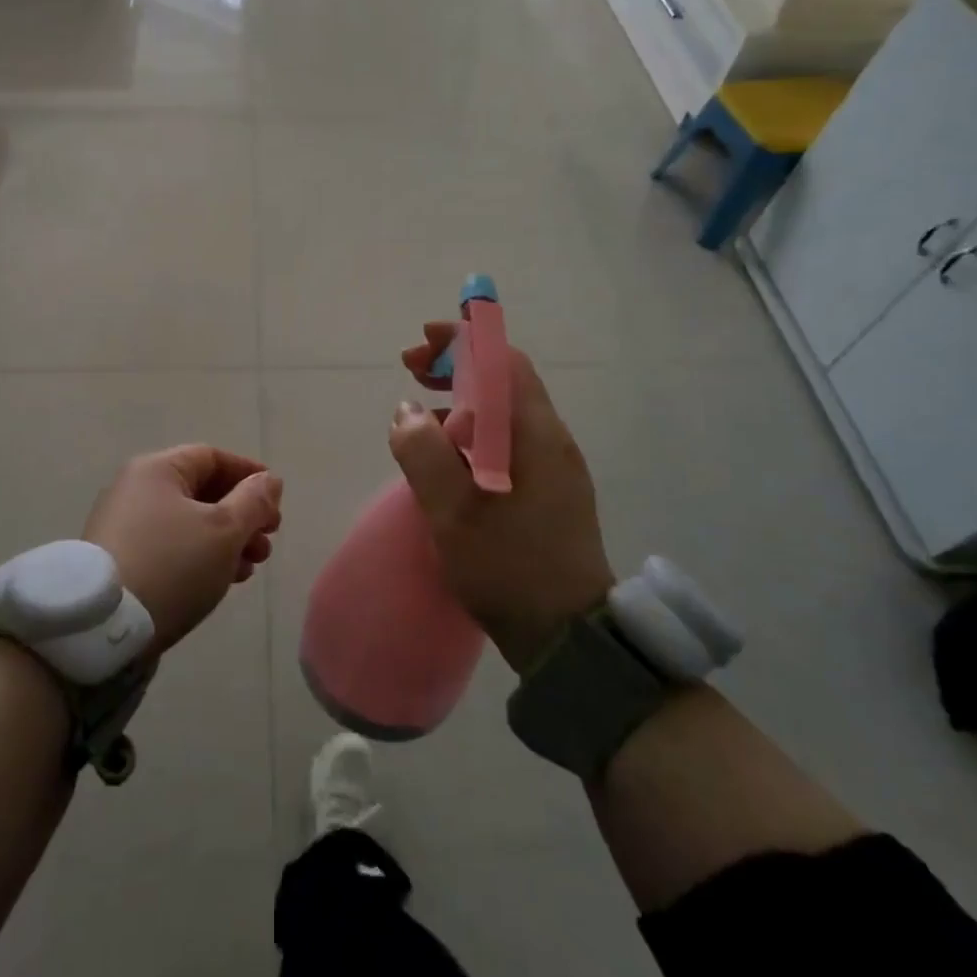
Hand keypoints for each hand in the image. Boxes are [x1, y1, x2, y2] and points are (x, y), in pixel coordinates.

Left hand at [82, 446, 281, 654]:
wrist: (103, 627)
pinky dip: (201, 556)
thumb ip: (254, 501)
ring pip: (188, 522)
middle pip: (201, 491)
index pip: (212, 457)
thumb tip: (269, 480)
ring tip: (251, 567)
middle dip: (242, 514)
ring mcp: (124, 526)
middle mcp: (136, 489)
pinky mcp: (121, 560)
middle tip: (268, 541)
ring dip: (226, 540)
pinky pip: (171, 546)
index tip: (277, 499)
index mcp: (157, 470)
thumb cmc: (172, 565)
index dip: (249, 474)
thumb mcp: (224, 530)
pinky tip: (222, 580)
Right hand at [390, 323, 614, 673]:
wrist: (568, 636)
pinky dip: (473, 432)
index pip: (503, 359)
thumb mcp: (451, 510)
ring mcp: (553, 467)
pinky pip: (507, 442)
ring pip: (504, 412)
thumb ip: (423, 452)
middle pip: (503, 380)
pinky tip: (447, 458)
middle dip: (456, 366)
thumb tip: (407, 411)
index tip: (422, 343)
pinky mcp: (548, 492)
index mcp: (533, 432)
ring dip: (462, 399)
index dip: (462, 340)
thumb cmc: (508, 566)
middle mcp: (549, 439)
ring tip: (420, 415)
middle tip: (413, 371)